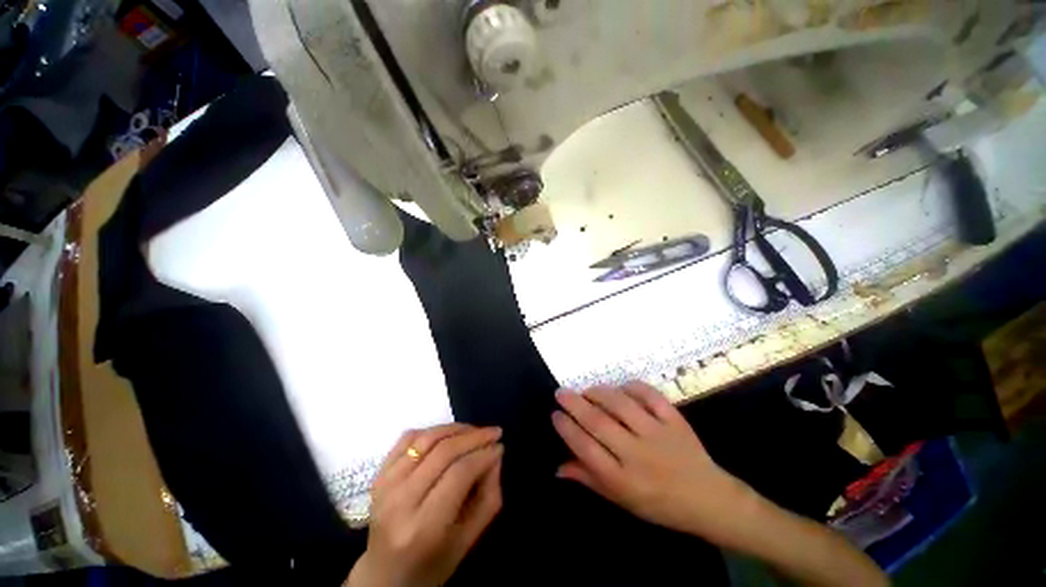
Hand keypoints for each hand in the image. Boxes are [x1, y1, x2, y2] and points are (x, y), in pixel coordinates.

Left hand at [347, 424, 503, 586]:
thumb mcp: (469, 540)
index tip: (501, 447)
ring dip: (450, 430)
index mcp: (426, 524)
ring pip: (420, 442)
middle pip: (439, 454)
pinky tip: (445, 434)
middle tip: (494, 432)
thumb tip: (495, 458)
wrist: (387, 571)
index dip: (483, 455)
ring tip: (474, 430)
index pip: (458, 474)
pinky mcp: (376, 477)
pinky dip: (426, 433)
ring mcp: (384, 486)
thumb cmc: (434, 564)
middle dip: (471, 437)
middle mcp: (401, 500)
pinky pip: (401, 443)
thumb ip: (487, 499)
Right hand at [552, 383, 753, 544]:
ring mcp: (658, 434)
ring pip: (622, 406)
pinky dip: (635, 388)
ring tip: (587, 389)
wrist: (704, 497)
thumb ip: (590, 480)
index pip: (585, 447)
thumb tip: (558, 467)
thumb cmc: (658, 505)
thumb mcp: (620, 500)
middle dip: (576, 405)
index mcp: (619, 478)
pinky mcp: (676, 421)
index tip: (555, 415)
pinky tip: (622, 387)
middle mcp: (635, 453)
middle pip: (599, 423)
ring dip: (601, 394)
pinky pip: (652, 398)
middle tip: (561, 393)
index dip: (567, 428)